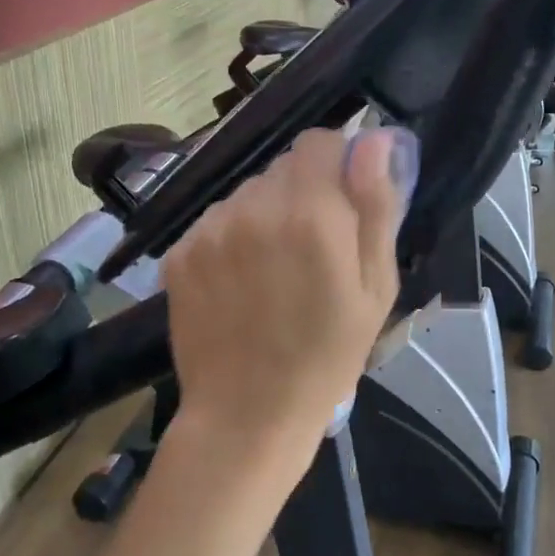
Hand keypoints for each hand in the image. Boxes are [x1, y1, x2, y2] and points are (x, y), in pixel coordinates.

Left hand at [163, 125, 414, 473]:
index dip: (337, 165)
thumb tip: (372, 141)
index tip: (343, 203)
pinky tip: (238, 284)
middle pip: (282, 167)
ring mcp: (209, 229)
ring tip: (271, 272)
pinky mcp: (179, 252)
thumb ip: (375, 207)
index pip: (320, 142)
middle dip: (303, 193)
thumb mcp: (375, 289)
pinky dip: (231, 239)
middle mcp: (253, 208)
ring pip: (247, 193)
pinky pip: (215, 222)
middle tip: (311, 249)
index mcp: (310, 214)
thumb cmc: (327, 357)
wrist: (246, 414)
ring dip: (264, 216)